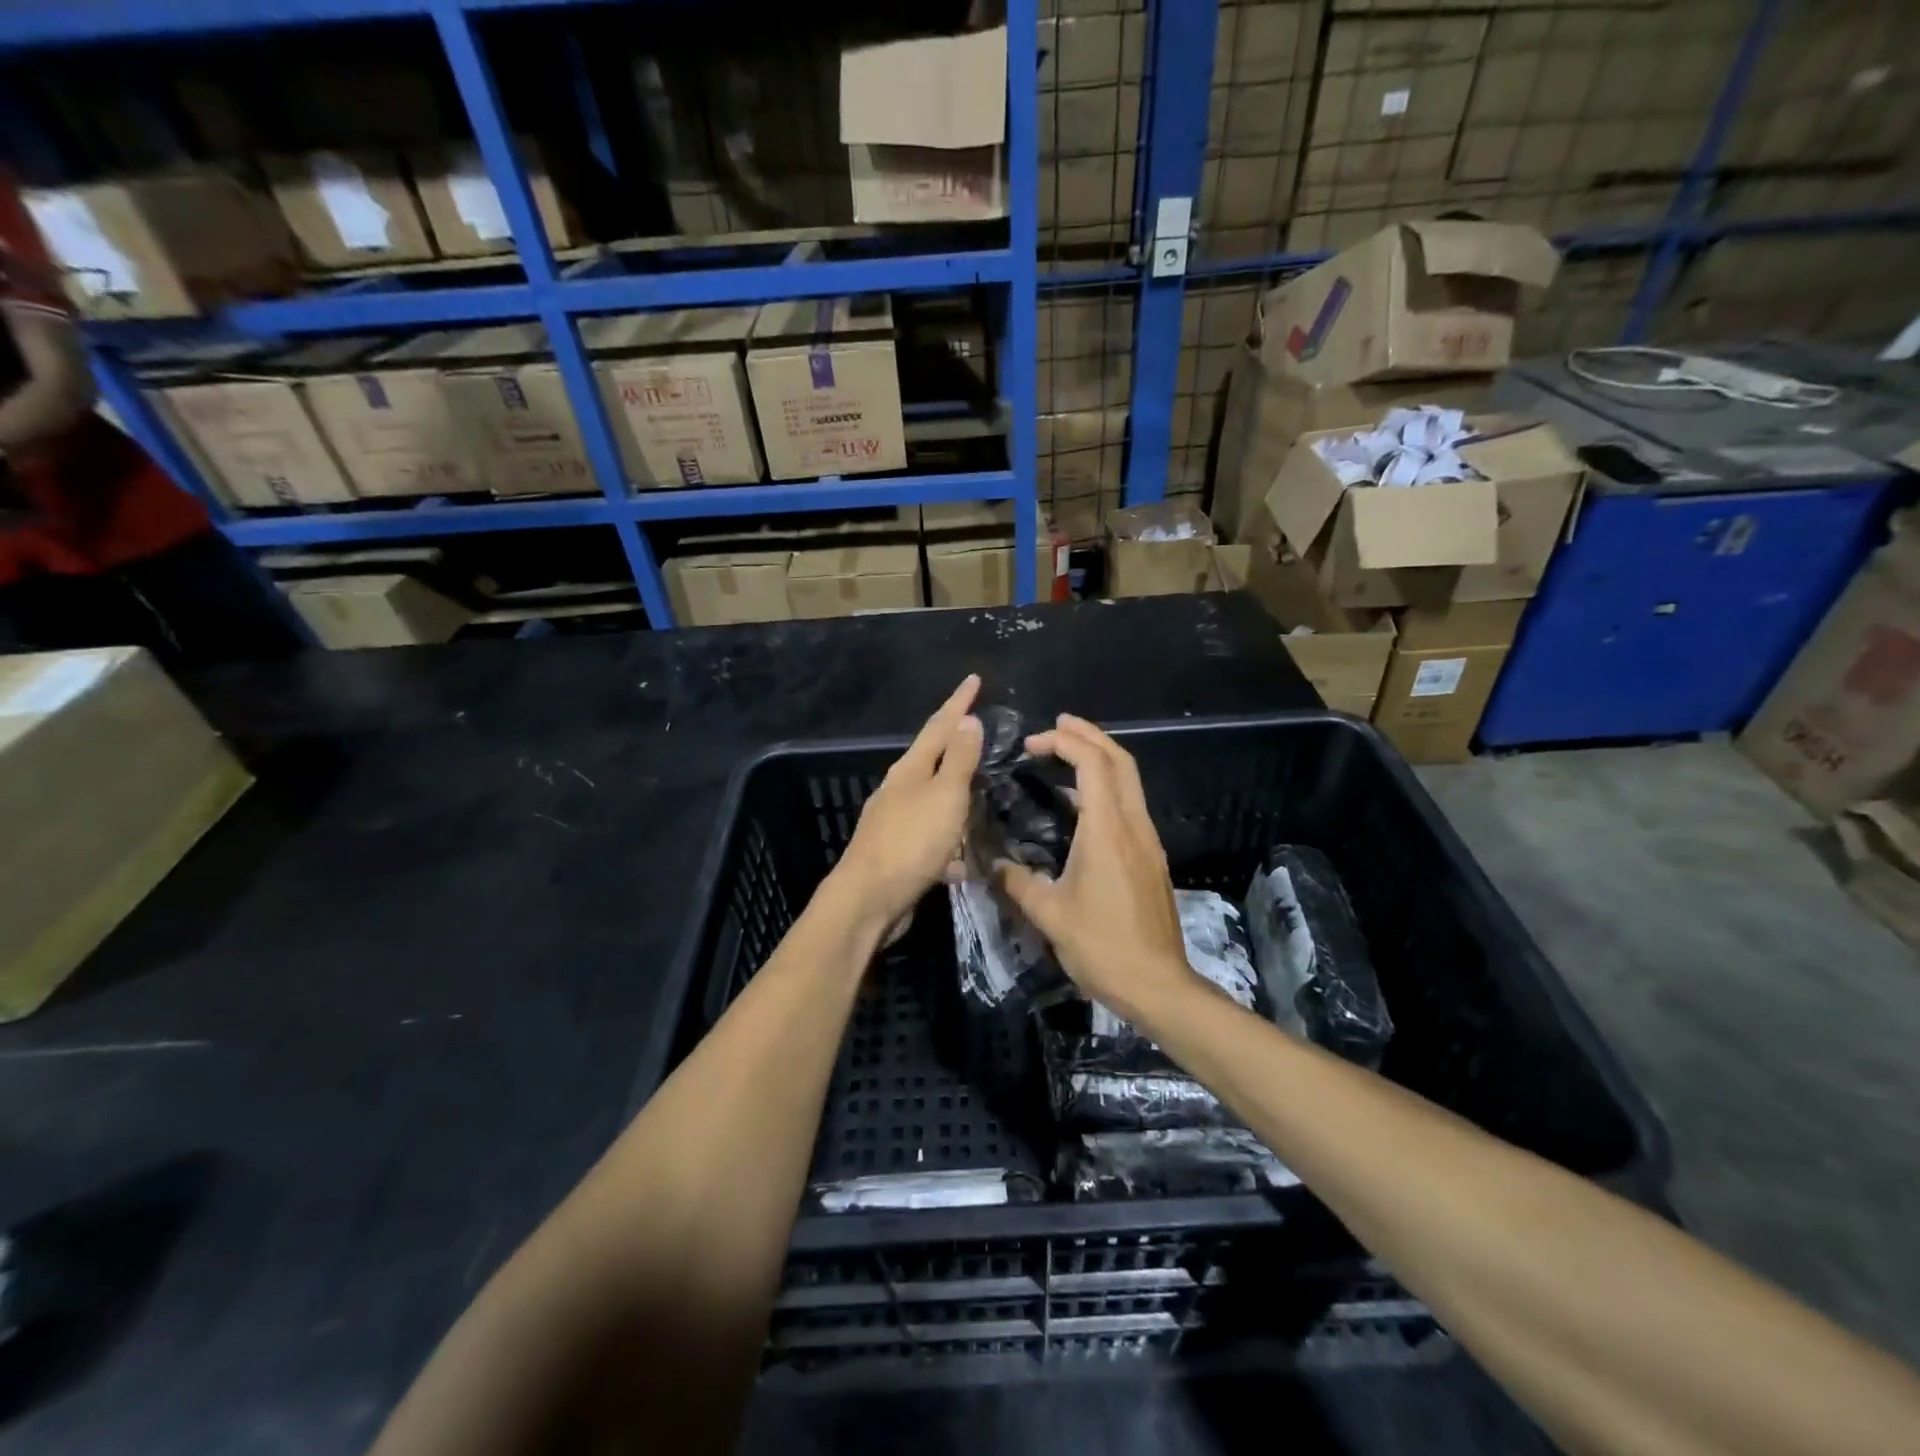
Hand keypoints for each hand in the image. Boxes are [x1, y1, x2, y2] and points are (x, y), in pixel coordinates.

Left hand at [831, 675, 983, 930]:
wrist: (869, 899)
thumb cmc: (911, 841)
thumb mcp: (944, 795)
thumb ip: (958, 760)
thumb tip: (966, 719)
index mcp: (910, 769)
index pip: (939, 726)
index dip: (959, 702)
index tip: (974, 679)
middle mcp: (899, 789)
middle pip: (932, 759)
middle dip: (956, 745)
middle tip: (981, 732)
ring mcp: (895, 822)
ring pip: (933, 800)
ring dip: (956, 795)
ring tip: (981, 792)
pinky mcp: (899, 853)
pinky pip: (932, 837)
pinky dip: (950, 840)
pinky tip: (965, 856)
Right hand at [996, 715, 1195, 1023]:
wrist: (1158, 985)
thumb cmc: (1102, 946)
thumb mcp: (1049, 915)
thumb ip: (1016, 882)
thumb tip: (989, 863)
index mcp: (1107, 830)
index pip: (1093, 764)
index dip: (1064, 742)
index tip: (1032, 743)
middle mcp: (1133, 825)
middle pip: (1120, 760)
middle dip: (1089, 735)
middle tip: (1057, 725)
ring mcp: (1147, 840)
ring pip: (1129, 781)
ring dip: (1100, 759)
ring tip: (1065, 755)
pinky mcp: (1151, 857)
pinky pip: (1129, 805)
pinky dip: (1106, 787)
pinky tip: (1080, 804)